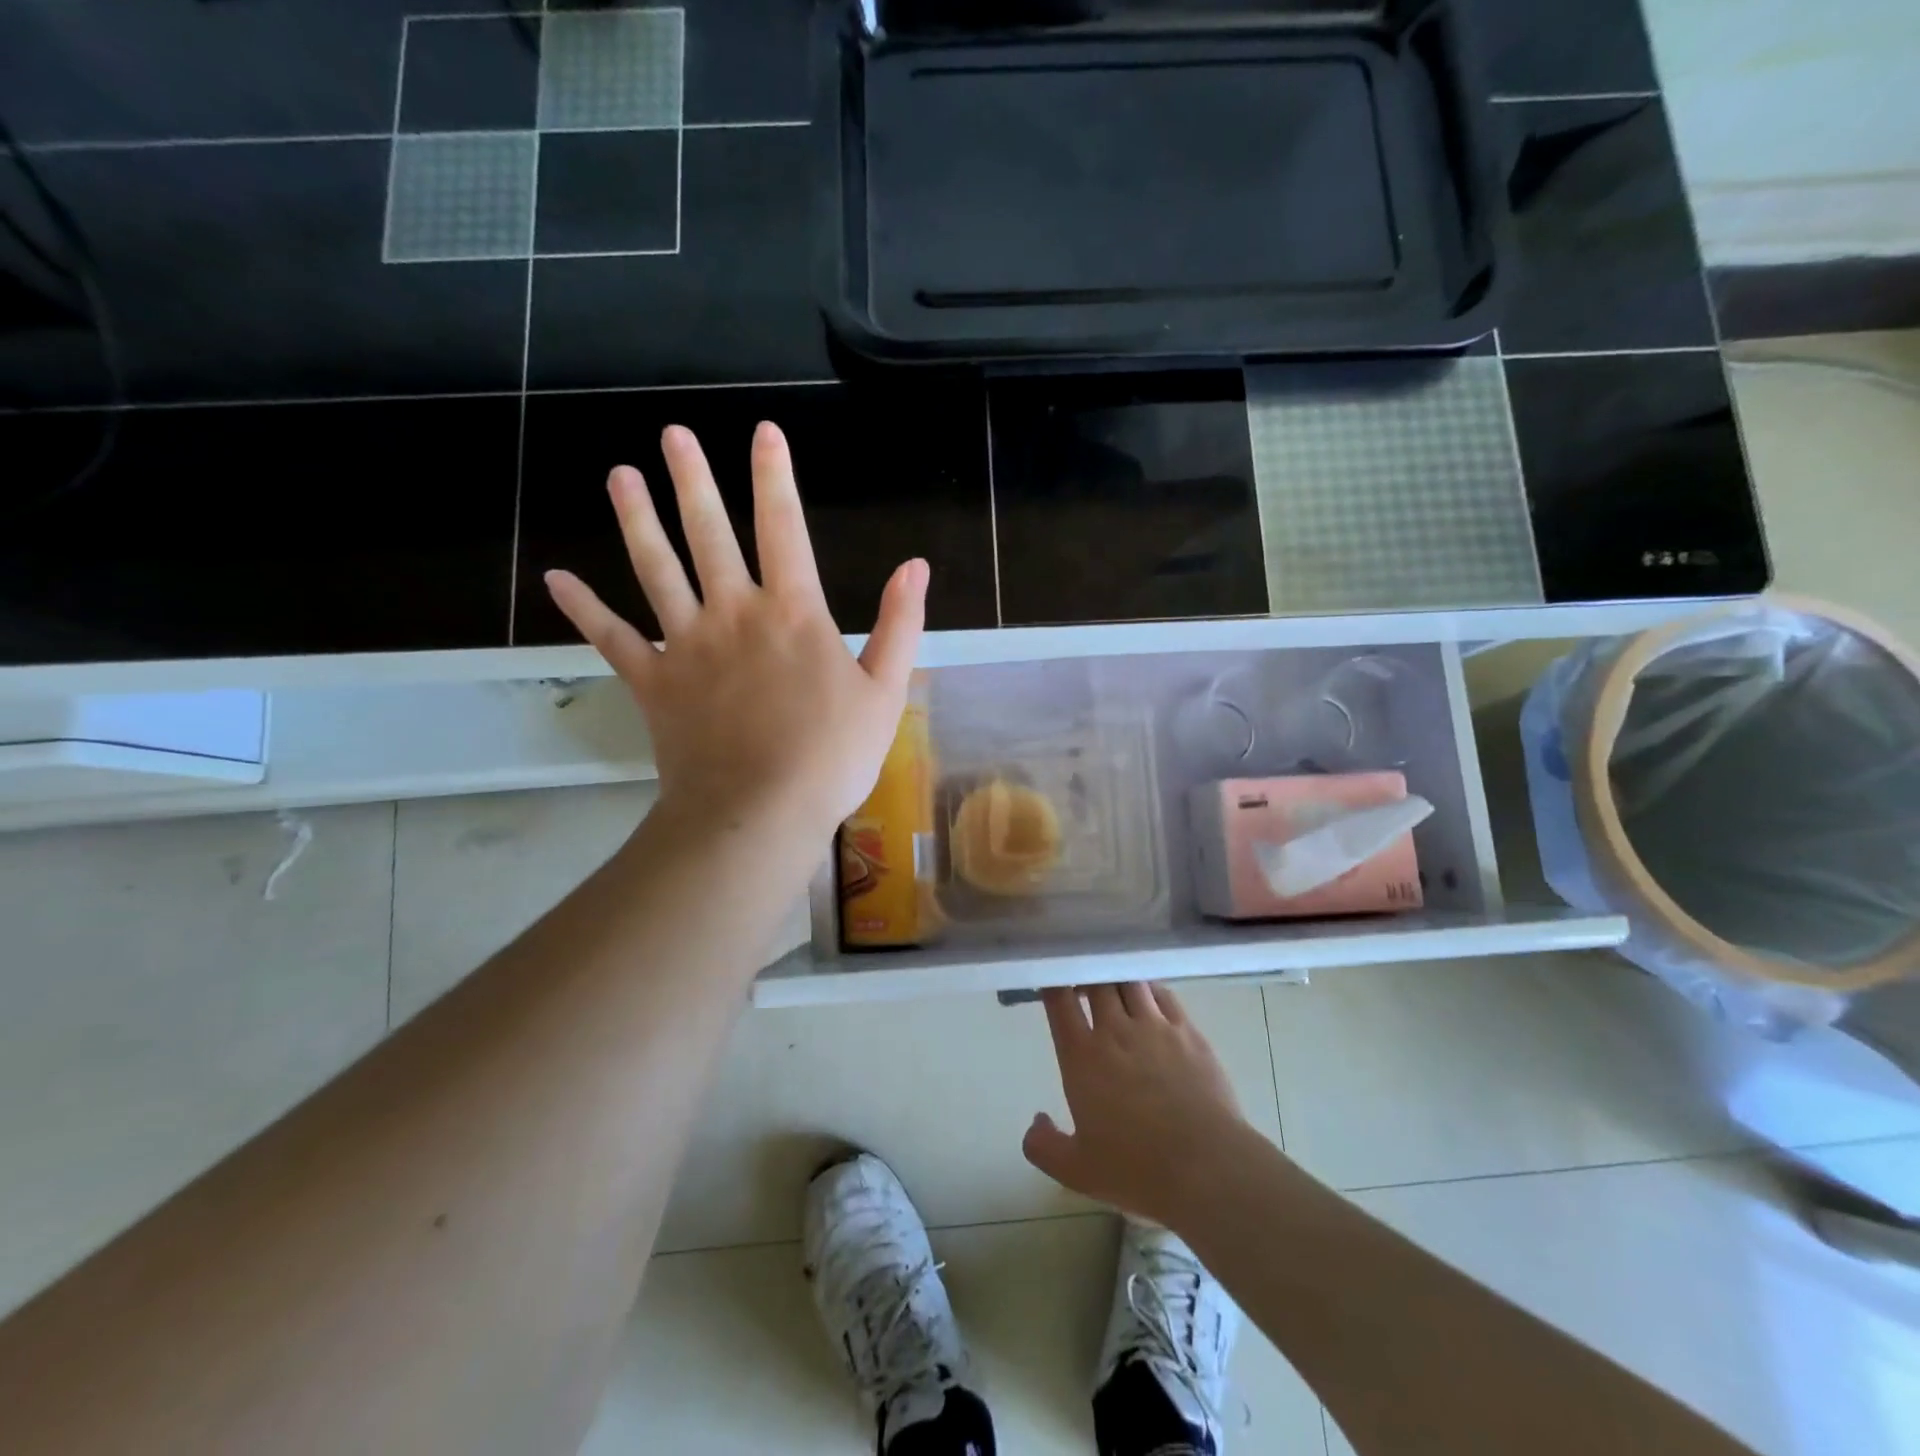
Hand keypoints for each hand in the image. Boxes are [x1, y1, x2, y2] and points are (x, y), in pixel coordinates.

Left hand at [545, 422, 927, 842]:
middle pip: (709, 533)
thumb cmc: (830, 756)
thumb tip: (916, 566)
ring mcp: (685, 645)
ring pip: (656, 569)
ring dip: (637, 520)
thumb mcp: (885, 692)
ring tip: (619, 475)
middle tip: (673, 433)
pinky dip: (584, 608)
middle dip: (693, 479)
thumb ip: (899, 625)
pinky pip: (611, 638)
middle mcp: (733, 613)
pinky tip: (557, 579)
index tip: (763, 433)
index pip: (783, 527)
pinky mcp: (652, 682)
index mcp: (793, 612)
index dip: (775, 477)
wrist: (760, 813)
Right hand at [1025, 983, 1247, 1227]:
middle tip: (1081, 983)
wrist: (1208, 1168)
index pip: (1059, 1000)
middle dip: (1086, 974)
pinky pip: (1163, 994)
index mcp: (1082, 1056)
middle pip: (1096, 981)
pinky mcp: (1188, 1031)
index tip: (1049, 981)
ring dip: (1116, 979)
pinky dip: (1149, 988)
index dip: (1051, 982)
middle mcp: (1115, 1030)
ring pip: (1129, 981)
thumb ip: (1044, 1146)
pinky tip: (1148, 997)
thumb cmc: (1137, 1170)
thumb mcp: (1077, 1171)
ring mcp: (1154, 1026)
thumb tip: (1036, 1121)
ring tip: (1113, 987)